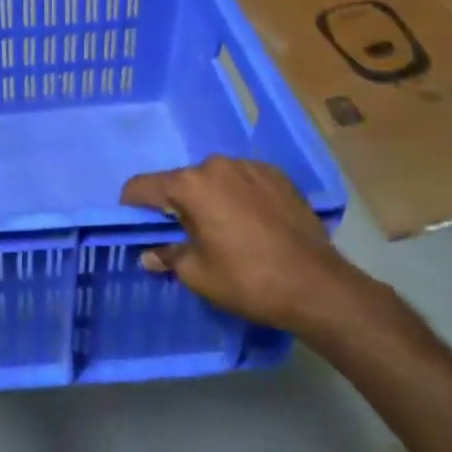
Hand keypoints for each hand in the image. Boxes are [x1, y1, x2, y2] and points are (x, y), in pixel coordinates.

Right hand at [120, 156, 365, 334]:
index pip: (142, 186)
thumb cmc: (248, 280)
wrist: (318, 287)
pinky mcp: (278, 176)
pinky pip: (243, 181)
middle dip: (176, 205)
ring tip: (224, 231)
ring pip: (214, 179)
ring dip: (209, 199)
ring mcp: (251, 167)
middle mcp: (217, 165)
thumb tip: (150, 254)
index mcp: (190, 185)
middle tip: (186, 236)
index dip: (132, 206)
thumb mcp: (197, 274)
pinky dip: (239, 197)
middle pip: (180, 181)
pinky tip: (252, 225)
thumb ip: (167, 256)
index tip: (137, 227)